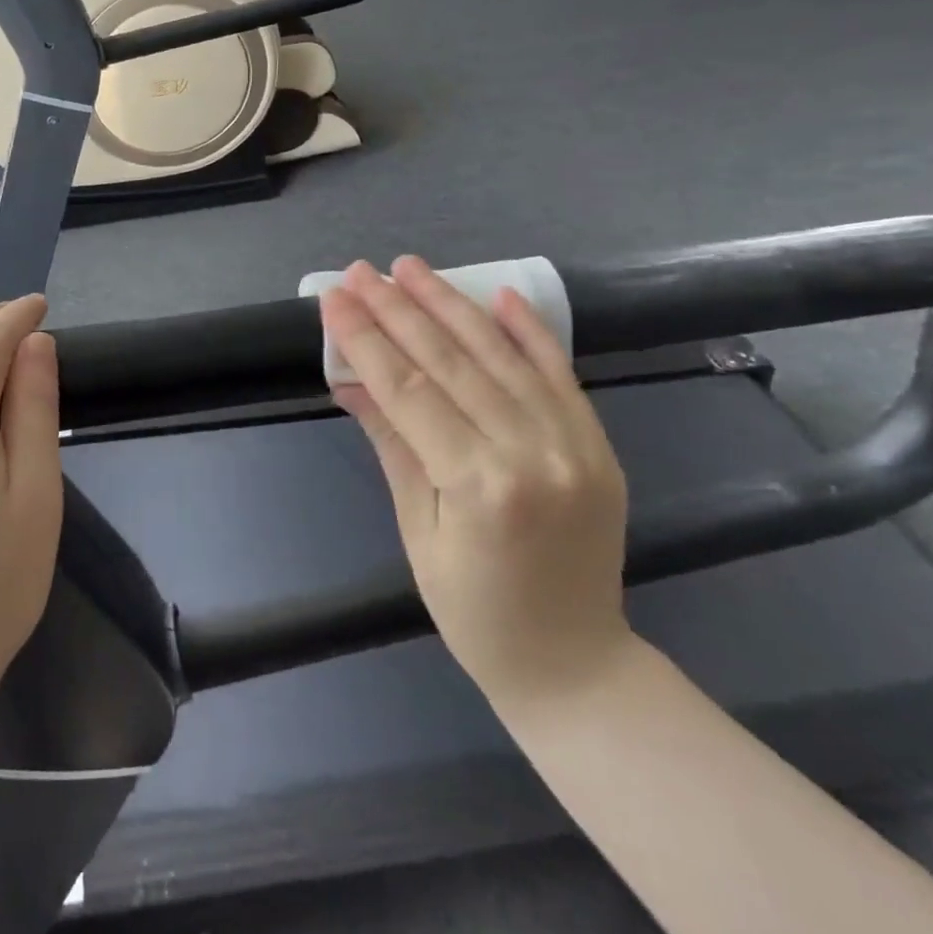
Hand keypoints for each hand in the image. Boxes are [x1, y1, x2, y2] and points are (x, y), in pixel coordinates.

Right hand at [320, 257, 631, 714]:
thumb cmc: (475, 613)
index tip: (335, 298)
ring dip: (451, 305)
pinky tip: (498, 295)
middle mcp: (530, 453)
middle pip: (451, 363)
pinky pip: (559, 374)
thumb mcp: (417, 531)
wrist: (576, 665)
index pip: (408, 391)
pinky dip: (528, 331)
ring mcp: (573, 444)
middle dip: (398, 310)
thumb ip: (392, 444)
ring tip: (411, 268)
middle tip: (362, 271)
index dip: (366, 339)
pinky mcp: (598, 443)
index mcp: (478, 486)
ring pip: (501, 356)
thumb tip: (350, 381)